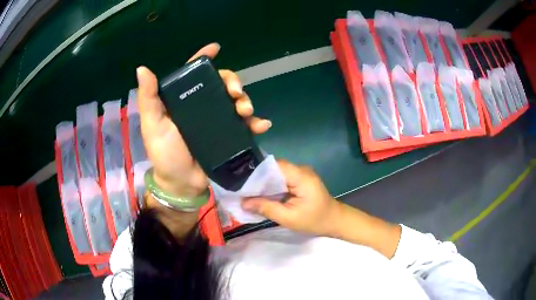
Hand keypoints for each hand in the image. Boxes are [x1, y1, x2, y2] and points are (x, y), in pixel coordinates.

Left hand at [136, 43, 271, 197]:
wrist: (183, 184)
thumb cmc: (165, 154)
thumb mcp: (152, 125)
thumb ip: (148, 98)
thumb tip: (142, 68)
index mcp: (182, 100)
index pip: (193, 73)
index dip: (203, 58)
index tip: (215, 49)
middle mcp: (200, 106)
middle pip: (220, 84)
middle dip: (232, 82)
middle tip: (236, 93)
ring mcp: (216, 121)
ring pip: (235, 101)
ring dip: (245, 101)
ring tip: (246, 112)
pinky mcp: (228, 135)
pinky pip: (245, 124)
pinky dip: (255, 122)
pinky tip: (262, 125)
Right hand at [242, 160, 400, 257]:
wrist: (334, 221)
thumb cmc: (315, 220)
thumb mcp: (289, 218)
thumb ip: (266, 208)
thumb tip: (243, 202)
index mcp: (300, 176)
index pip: (274, 165)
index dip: (256, 172)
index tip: (240, 180)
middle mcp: (300, 169)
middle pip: (273, 168)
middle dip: (256, 178)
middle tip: (239, 188)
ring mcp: (300, 174)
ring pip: (275, 174)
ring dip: (262, 183)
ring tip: (245, 191)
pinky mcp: (299, 180)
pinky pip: (281, 179)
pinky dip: (270, 187)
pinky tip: (259, 194)